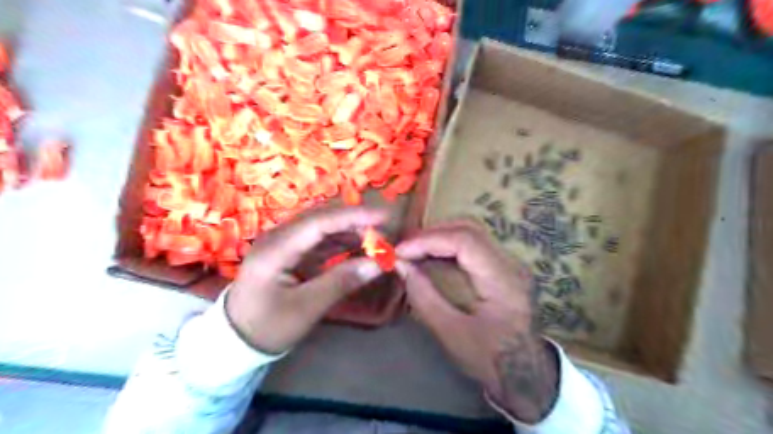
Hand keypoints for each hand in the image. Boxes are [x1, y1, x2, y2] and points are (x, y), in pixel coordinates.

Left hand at [228, 206, 385, 354]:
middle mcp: (279, 237)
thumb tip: (378, 264)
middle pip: (322, 218)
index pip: (320, 222)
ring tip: (377, 241)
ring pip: (323, 228)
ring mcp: (284, 243)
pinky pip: (320, 241)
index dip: (353, 216)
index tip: (384, 216)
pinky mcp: (291, 252)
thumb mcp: (306, 308)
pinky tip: (359, 249)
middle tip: (385, 231)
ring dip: (350, 231)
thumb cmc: (267, 326)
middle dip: (355, 221)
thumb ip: (341, 282)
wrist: (235, 339)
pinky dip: (342, 243)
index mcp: (276, 248)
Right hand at [398, 222, 555, 421]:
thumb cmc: (490, 360)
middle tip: (404, 248)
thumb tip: (400, 265)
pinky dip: (448, 247)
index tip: (400, 251)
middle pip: (469, 229)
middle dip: (431, 234)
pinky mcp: (504, 267)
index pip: (464, 241)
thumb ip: (424, 297)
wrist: (528, 374)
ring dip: (439, 238)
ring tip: (413, 251)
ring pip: (471, 233)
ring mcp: (510, 263)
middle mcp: (511, 264)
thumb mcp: (451, 334)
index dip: (428, 240)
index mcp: (503, 281)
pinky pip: (473, 245)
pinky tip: (431, 257)